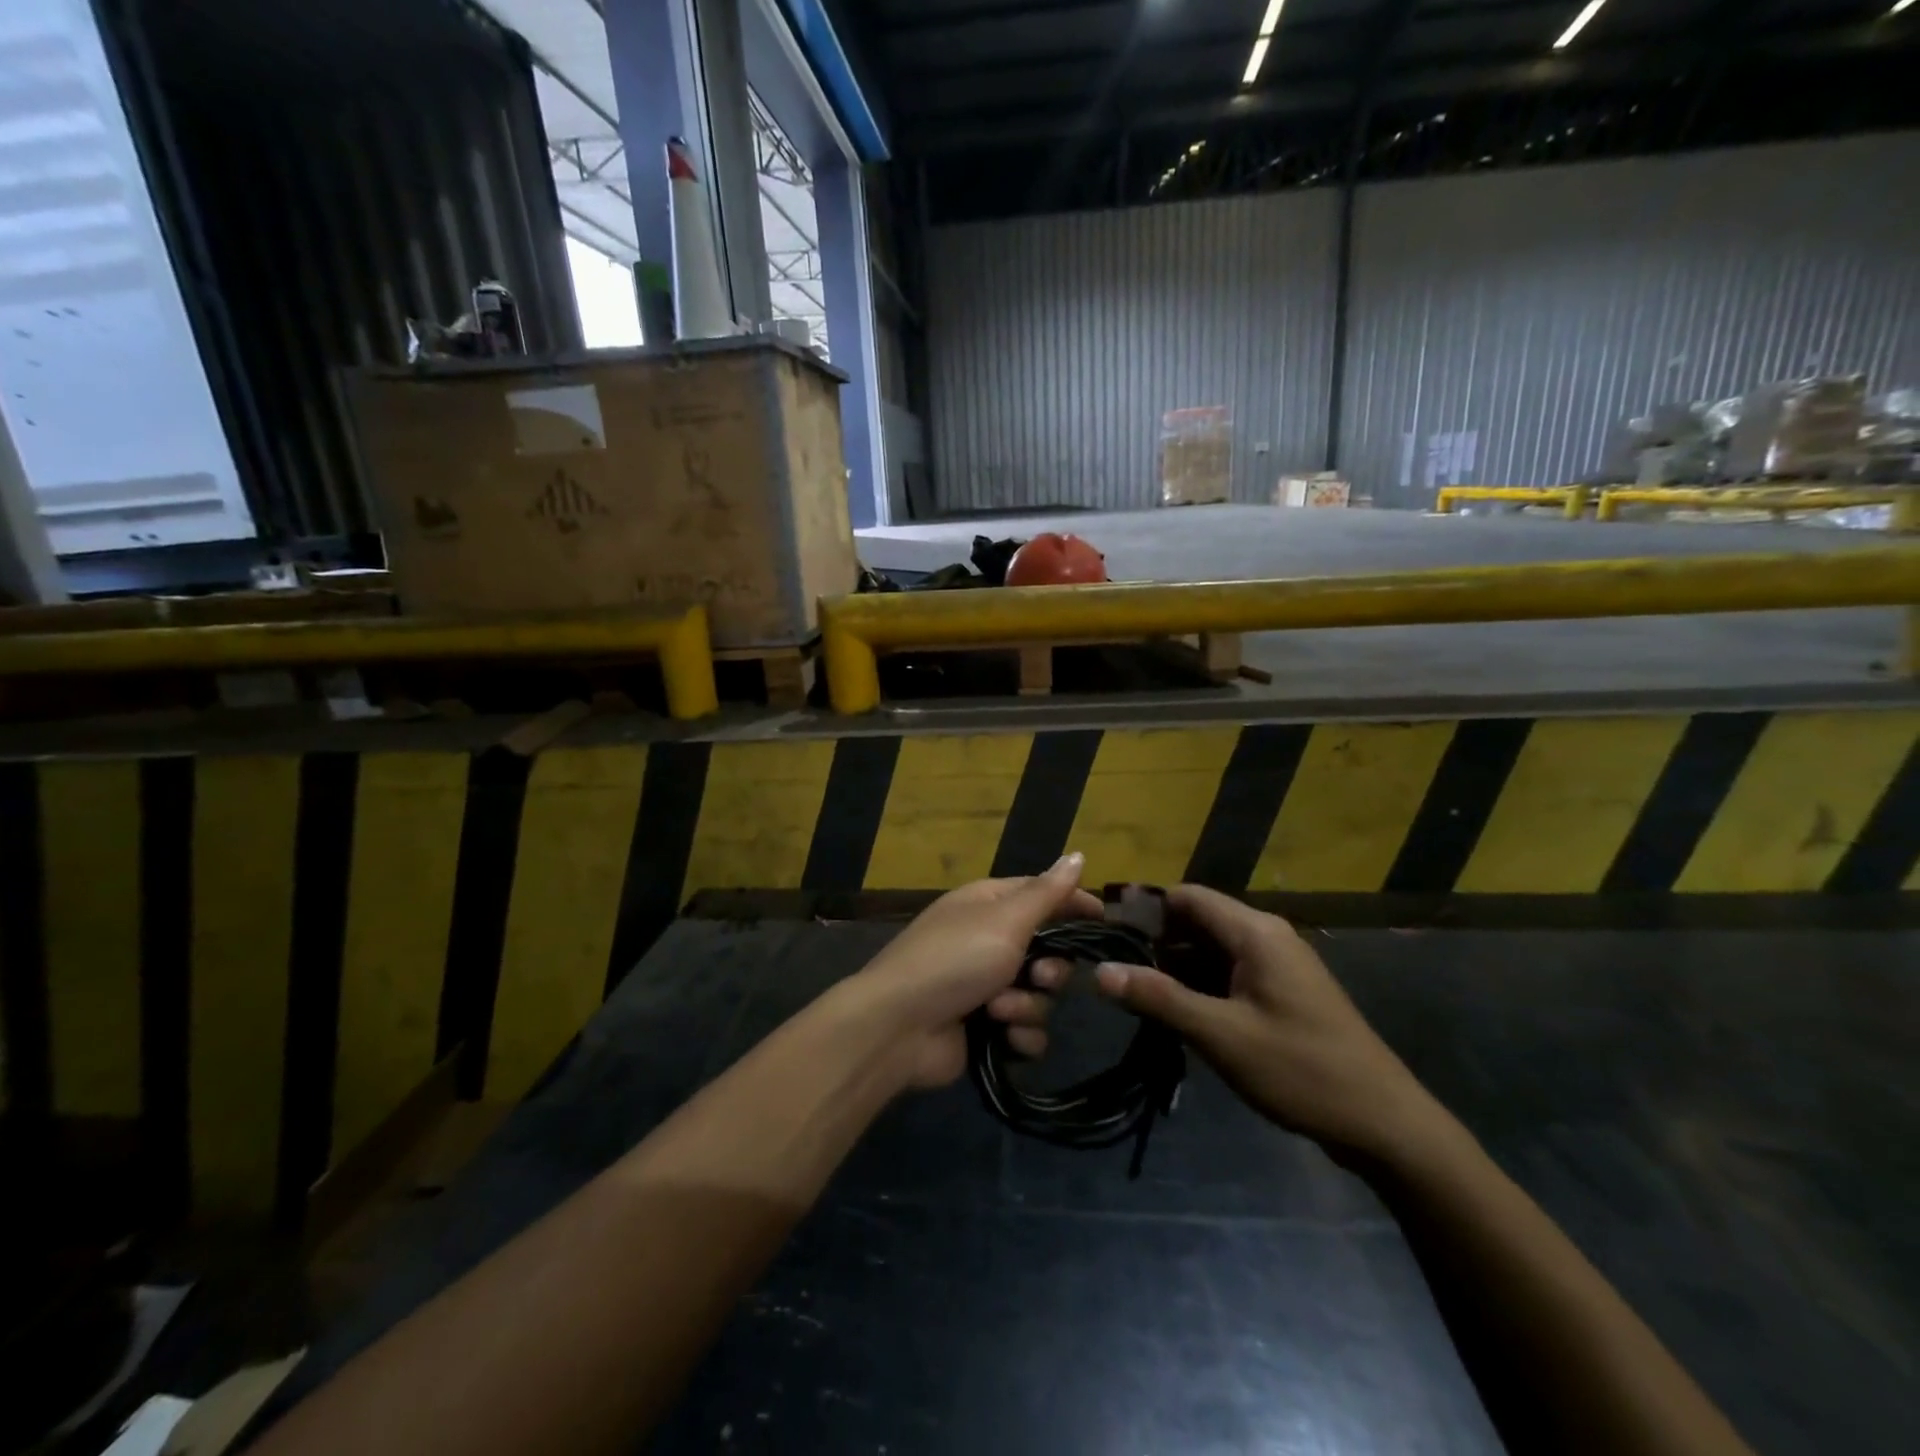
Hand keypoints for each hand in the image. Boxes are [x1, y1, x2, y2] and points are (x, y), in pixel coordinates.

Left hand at [848, 854, 1099, 1090]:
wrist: (899, 1027)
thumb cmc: (955, 959)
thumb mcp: (1005, 919)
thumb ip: (1047, 893)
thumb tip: (1079, 854)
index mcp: (989, 905)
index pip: (1042, 894)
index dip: (1073, 905)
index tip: (1104, 921)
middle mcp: (989, 941)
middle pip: (1049, 952)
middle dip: (1050, 971)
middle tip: (1039, 978)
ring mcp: (986, 986)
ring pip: (1041, 995)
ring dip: (1027, 1006)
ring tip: (1000, 1011)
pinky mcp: (986, 1027)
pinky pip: (1026, 1029)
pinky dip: (1019, 1034)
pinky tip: (1004, 1037)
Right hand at [1093, 886, 1444, 1160]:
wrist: (1385, 1124)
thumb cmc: (1301, 1070)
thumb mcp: (1221, 1035)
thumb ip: (1159, 998)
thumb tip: (1100, 971)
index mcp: (1255, 932)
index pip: (1187, 897)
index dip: (1144, 909)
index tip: (1105, 935)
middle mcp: (1266, 936)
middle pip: (1198, 921)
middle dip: (1156, 943)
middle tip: (1113, 971)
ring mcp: (1278, 965)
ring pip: (1212, 950)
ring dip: (1176, 968)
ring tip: (1134, 995)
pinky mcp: (1282, 992)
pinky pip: (1230, 973)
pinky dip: (1200, 986)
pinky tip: (1176, 1014)